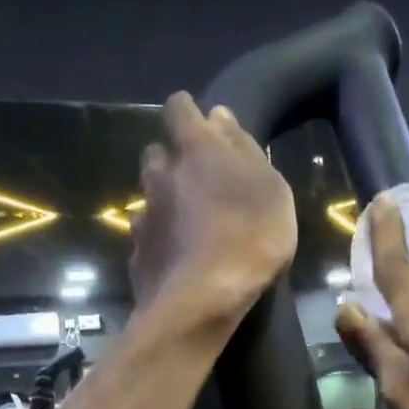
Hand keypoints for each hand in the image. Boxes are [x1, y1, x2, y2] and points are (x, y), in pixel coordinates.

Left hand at [132, 93, 297, 336]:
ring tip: (188, 224)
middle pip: (158, 152)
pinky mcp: (137, 252)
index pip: (179, 108)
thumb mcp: (271, 190)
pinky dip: (159, 238)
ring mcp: (145, 215)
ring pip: (149, 195)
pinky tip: (176, 256)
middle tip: (199, 182)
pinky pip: (146, 234)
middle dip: (173, 160)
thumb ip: (244, 149)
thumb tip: (219, 117)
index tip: (203, 127)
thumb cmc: (250, 239)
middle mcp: (161, 175)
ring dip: (165, 200)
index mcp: (196, 151)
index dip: (188, 113)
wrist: (202, 301)